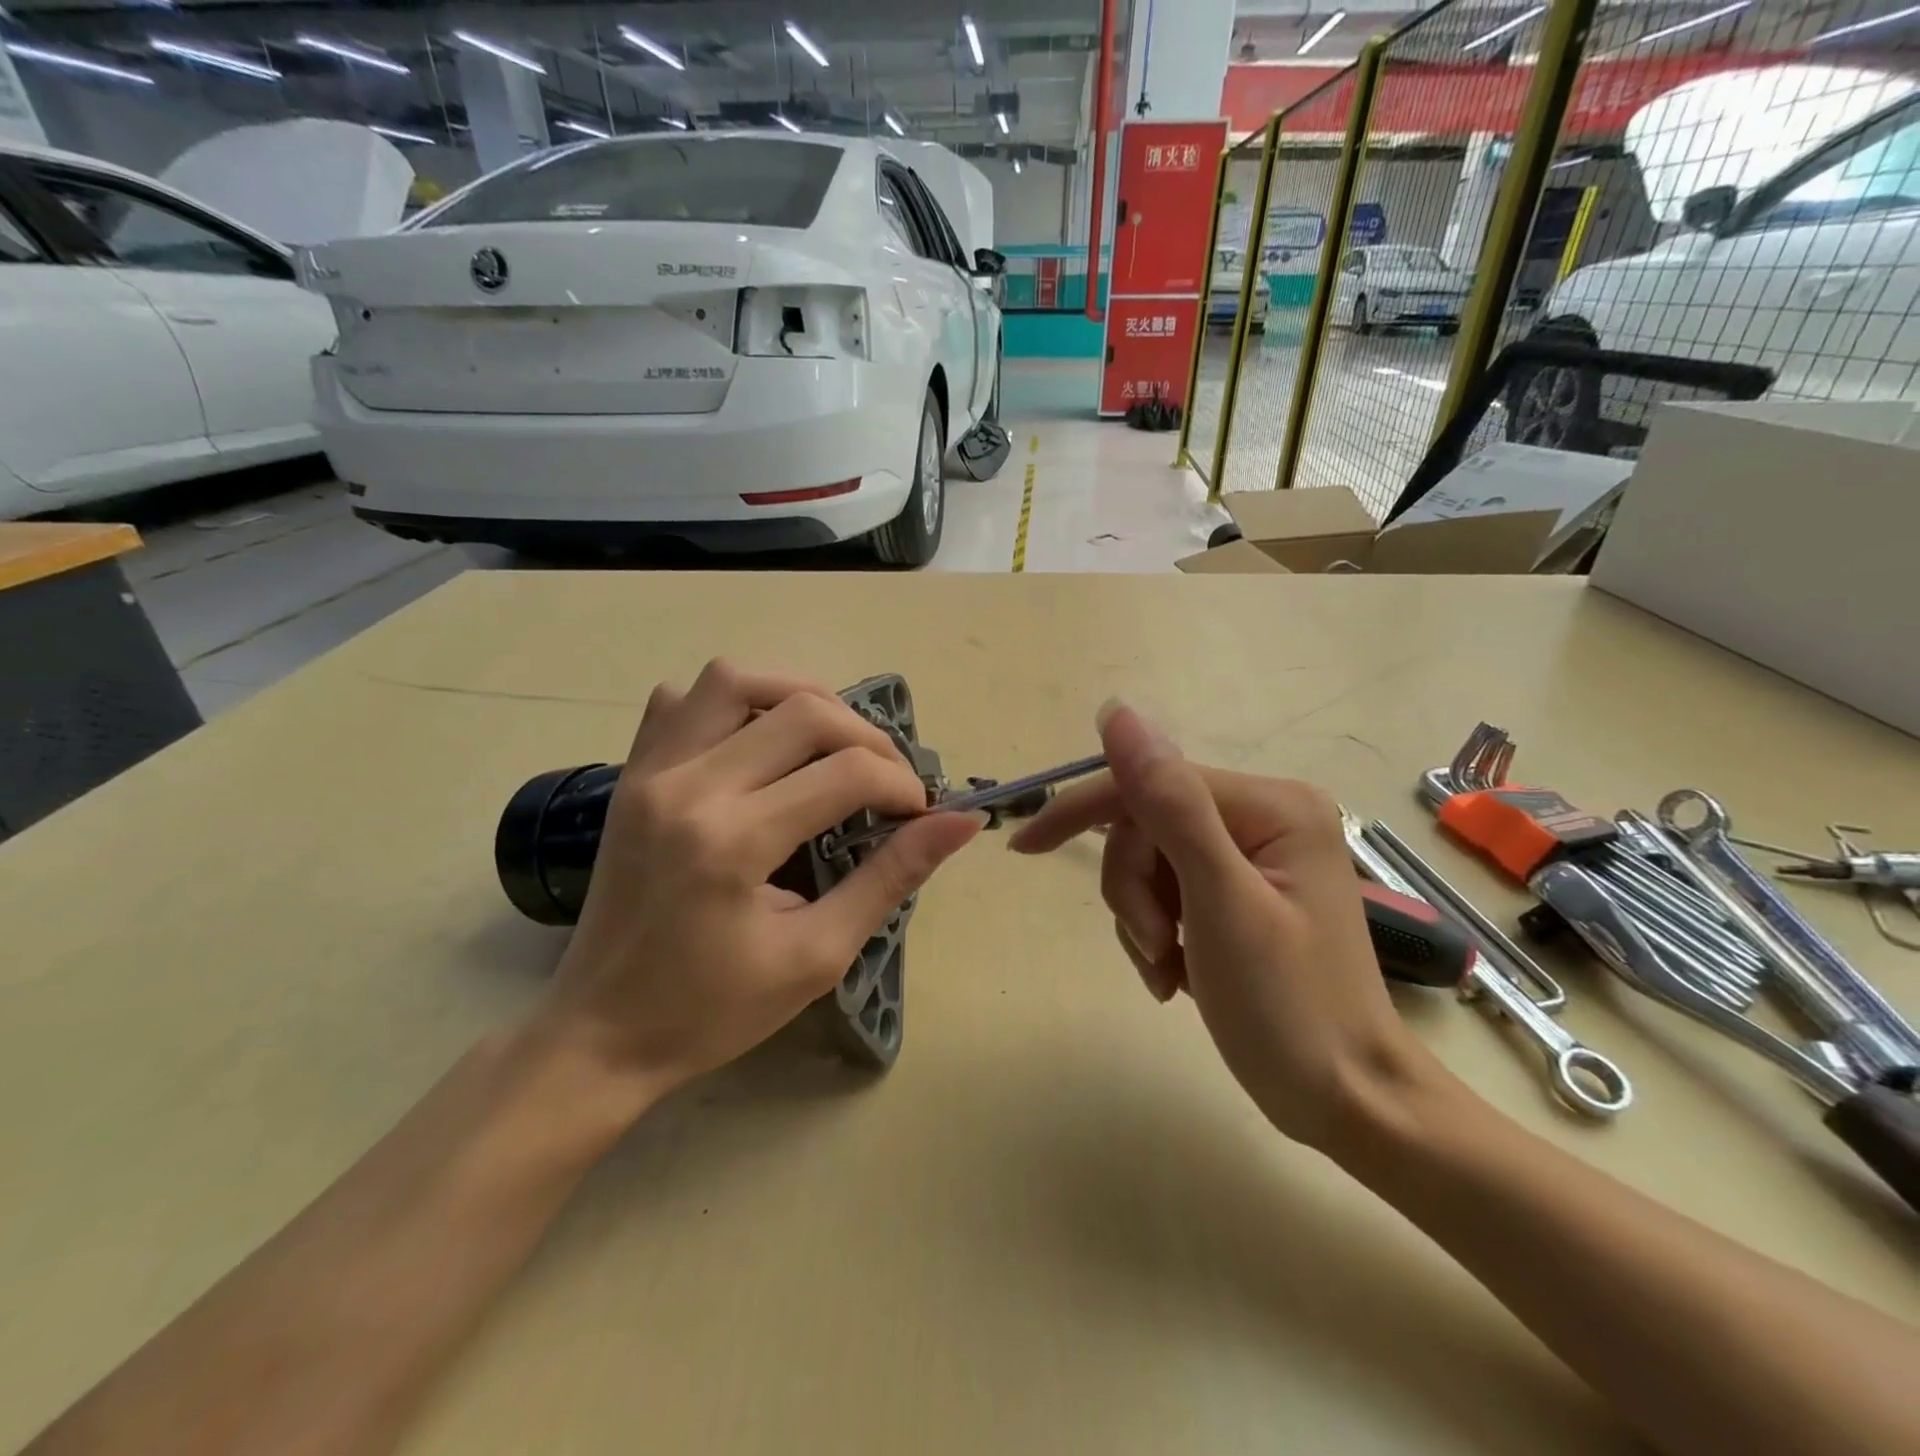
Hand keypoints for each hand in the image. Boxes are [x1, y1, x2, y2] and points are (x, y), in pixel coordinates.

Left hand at [541, 661, 980, 1098]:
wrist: (600, 1033)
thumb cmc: (712, 1009)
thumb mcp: (817, 955)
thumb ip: (891, 878)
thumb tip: (961, 823)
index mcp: (733, 841)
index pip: (846, 773)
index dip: (901, 786)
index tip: (919, 813)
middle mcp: (687, 786)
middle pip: (803, 710)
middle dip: (867, 738)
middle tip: (887, 782)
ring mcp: (649, 772)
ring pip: (735, 679)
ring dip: (800, 697)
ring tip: (832, 742)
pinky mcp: (630, 774)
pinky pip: (681, 701)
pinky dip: (731, 702)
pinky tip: (757, 741)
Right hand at [1008, 701, 1427, 1149]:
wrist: (1347, 1102)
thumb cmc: (1290, 1008)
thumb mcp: (1220, 901)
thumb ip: (1170, 803)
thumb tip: (1118, 712)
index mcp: (1269, 806)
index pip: (1149, 785)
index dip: (1083, 812)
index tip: (1024, 847)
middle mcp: (1263, 818)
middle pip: (1146, 827)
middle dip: (1132, 890)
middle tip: (1156, 946)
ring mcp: (1252, 859)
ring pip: (1149, 863)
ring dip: (1141, 919)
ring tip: (1169, 969)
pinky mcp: (1239, 895)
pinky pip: (1167, 893)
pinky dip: (1157, 934)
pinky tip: (1178, 974)